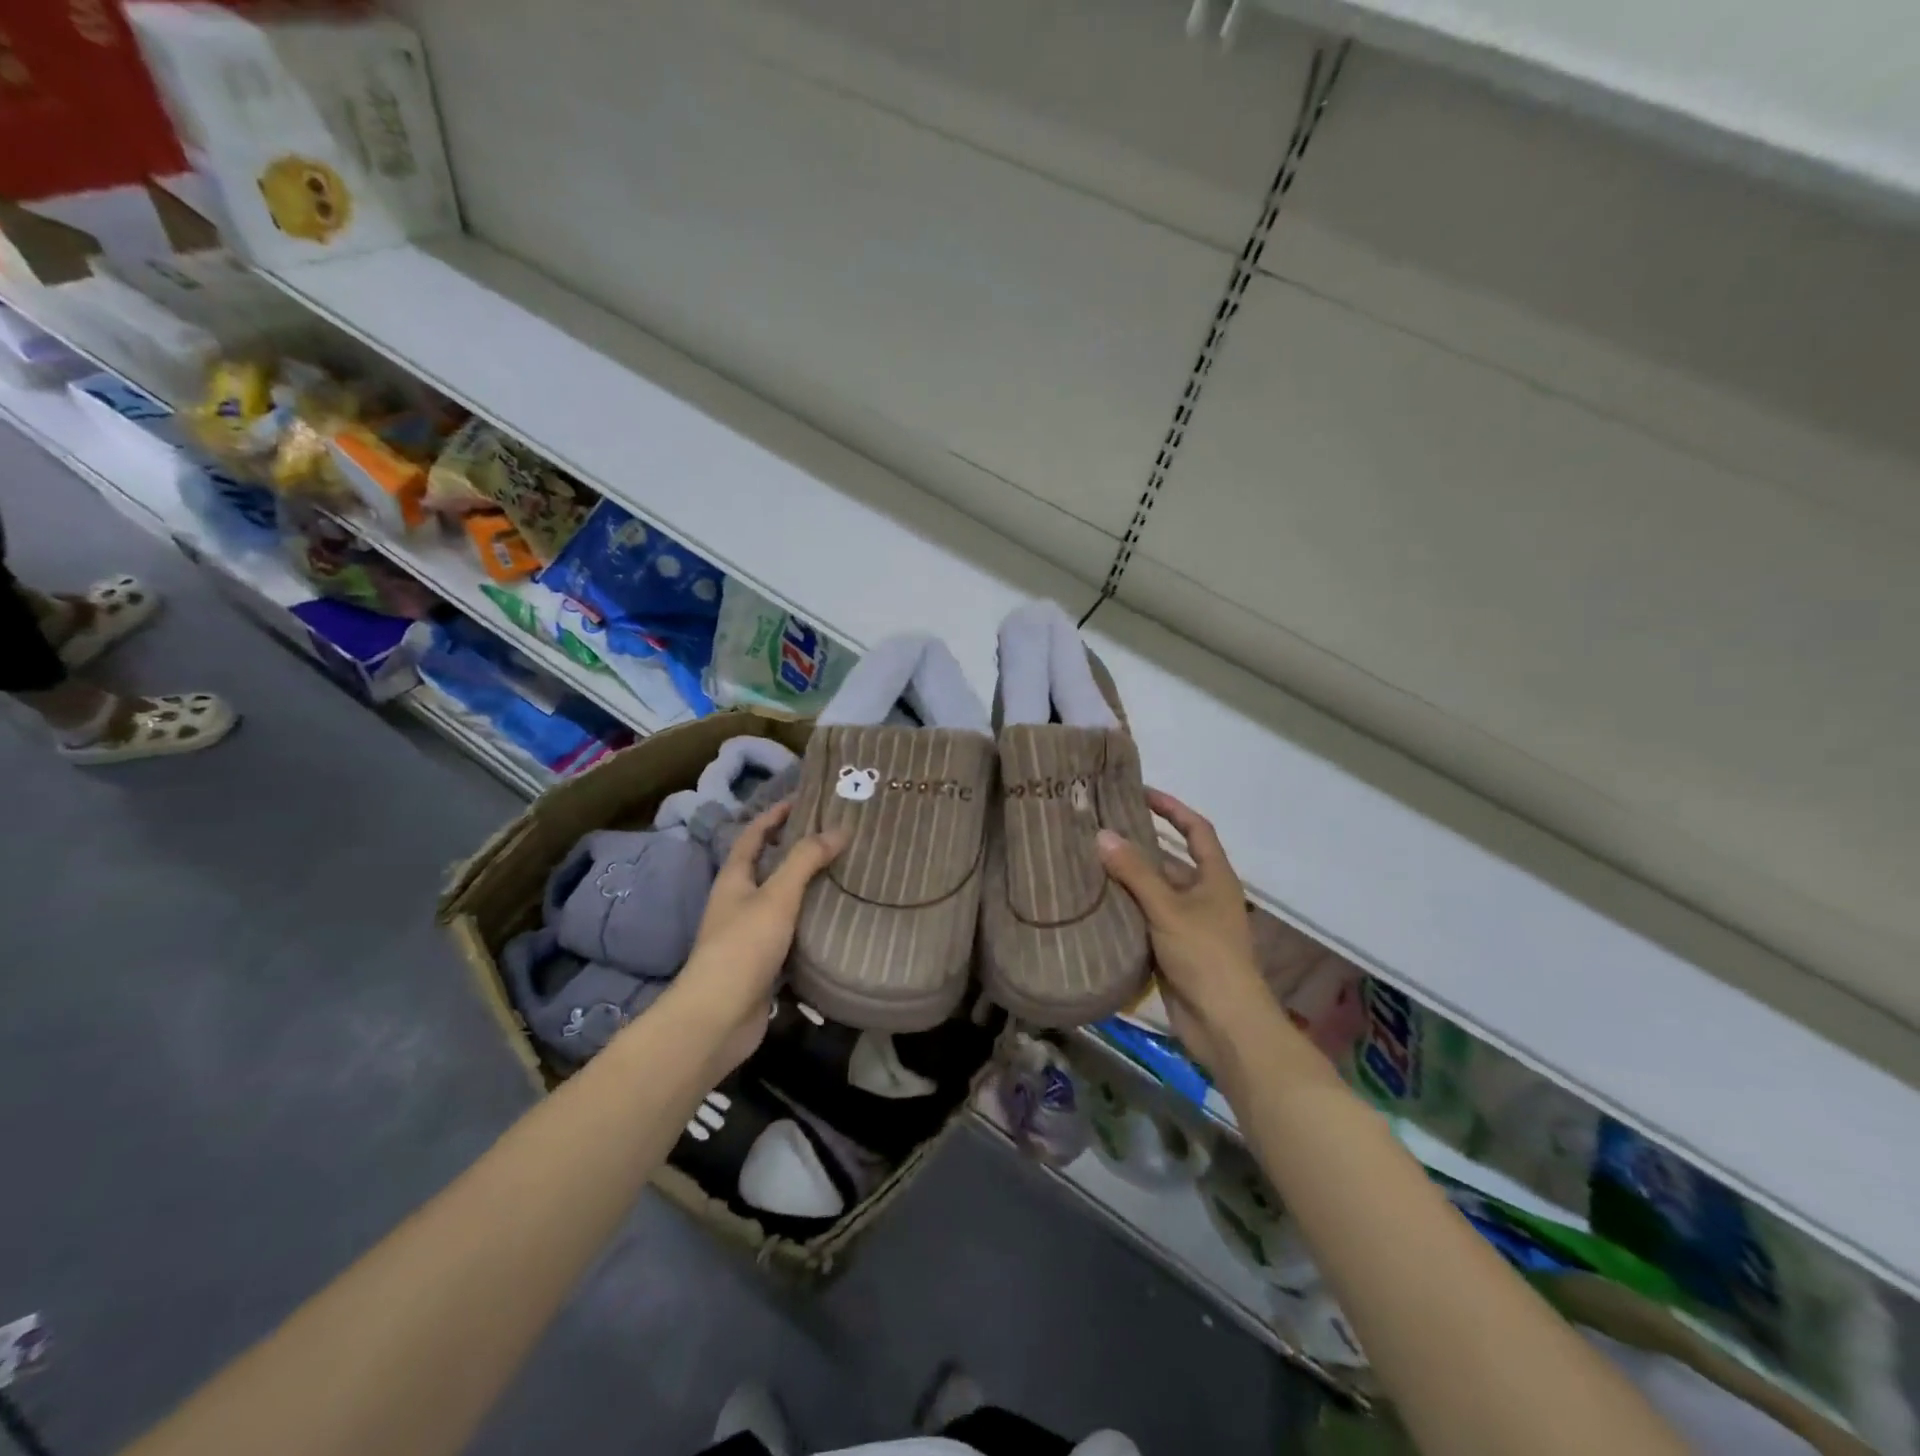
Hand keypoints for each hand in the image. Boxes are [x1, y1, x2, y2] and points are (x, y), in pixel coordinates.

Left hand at [673, 800, 847, 1072]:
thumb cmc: (743, 947)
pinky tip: (837, 918)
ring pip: (782, 899)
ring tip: (845, 871)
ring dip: (807, 885)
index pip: (753, 834)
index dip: (775, 814)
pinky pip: (792, 931)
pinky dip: (811, 921)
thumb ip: (806, 861)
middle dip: (797, 848)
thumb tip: (839, 828)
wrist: (718, 1018)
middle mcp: (739, 901)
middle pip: (768, 865)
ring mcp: (749, 933)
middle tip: (836, 834)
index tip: (804, 799)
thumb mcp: (777, 896)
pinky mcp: (764, 962)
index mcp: (734, 879)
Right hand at [1097, 789, 1268, 1071]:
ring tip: (1087, 860)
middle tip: (1099, 828)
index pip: (1196, 829)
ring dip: (1127, 879)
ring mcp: (1188, 924)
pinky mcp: (1173, 949)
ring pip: (1154, 891)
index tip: (1141, 793)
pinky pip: (1145, 919)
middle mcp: (1203, 895)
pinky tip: (1094, 902)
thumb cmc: (1205, 956)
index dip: (1172, 808)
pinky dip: (1124, 909)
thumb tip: (1102, 835)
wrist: (1224, 1024)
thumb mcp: (1168, 908)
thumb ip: (1135, 872)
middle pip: (1170, 860)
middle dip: (1139, 845)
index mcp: (1215, 877)